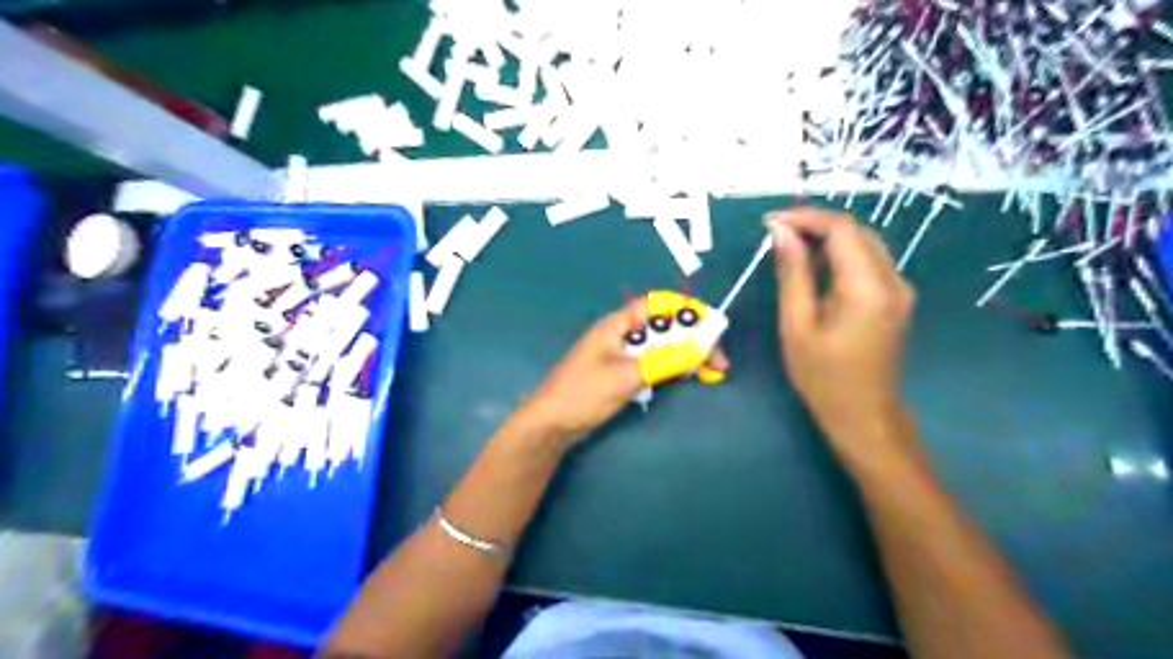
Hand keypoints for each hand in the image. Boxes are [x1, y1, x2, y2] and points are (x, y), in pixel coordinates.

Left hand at [519, 295, 729, 445]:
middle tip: (718, 362)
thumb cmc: (584, 393)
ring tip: (710, 373)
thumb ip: (665, 360)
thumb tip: (702, 347)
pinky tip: (687, 377)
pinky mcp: (621, 372)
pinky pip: (653, 363)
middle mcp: (622, 334)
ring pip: (661, 347)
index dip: (686, 310)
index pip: (658, 304)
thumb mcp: (628, 376)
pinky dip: (671, 368)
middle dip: (693, 339)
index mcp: (619, 324)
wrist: (552, 423)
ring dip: (685, 356)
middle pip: (664, 327)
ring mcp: (622, 354)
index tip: (712, 327)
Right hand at [766, 207, 919, 460]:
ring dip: (827, 238)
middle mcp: (893, 280)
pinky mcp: (897, 298)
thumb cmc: (822, 377)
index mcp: (868, 288)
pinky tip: (815, 269)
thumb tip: (781, 232)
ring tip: (790, 248)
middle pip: (856, 230)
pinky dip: (840, 255)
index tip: (769, 222)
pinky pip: (869, 261)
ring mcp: (900, 288)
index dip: (804, 218)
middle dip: (815, 224)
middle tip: (776, 233)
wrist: (863, 415)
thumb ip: (792, 273)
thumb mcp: (797, 325)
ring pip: (864, 243)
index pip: (841, 229)